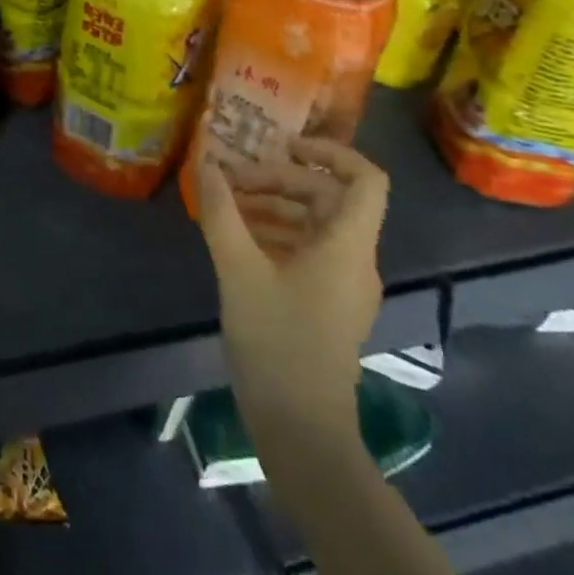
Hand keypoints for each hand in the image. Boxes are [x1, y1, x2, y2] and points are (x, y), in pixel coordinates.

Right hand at [195, 138, 388, 441]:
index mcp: (347, 246)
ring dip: (273, 206)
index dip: (330, 151)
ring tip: (226, 205)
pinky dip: (276, 234)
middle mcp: (355, 259)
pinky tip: (236, 238)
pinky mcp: (329, 305)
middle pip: (328, 197)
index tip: (282, 145)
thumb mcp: (239, 270)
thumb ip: (222, 212)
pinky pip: (307, 251)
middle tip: (232, 181)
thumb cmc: (276, 341)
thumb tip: (208, 163)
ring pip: (315, 225)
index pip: (366, 179)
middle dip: (279, 180)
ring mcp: (344, 285)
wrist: (301, 429)